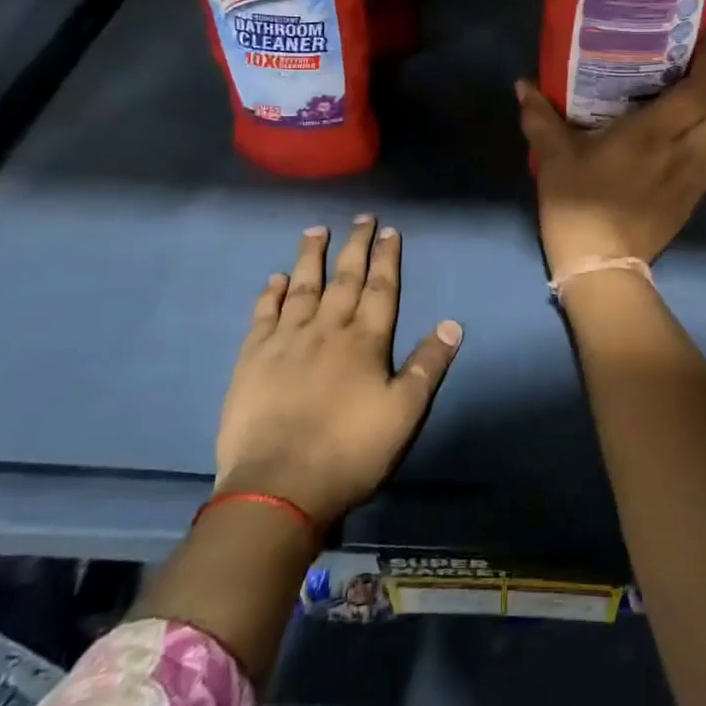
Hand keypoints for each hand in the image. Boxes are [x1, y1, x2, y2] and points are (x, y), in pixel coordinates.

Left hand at [214, 218, 462, 524]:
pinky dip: (271, 294)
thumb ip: (428, 366)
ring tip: (316, 230)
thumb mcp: (404, 413)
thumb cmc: (350, 452)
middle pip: (343, 279)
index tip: (389, 231)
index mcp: (365, 341)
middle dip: (355, 246)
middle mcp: (327, 330)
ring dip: (310, 257)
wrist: (279, 487)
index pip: (380, 289)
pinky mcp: (253, 359)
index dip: (386, 258)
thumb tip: (452, 323)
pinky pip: (264, 315)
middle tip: (361, 218)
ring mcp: (286, 342)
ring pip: (302, 288)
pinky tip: (275, 278)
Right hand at [517, 35, 705, 275]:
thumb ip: (540, 116)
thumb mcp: (553, 156)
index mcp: (655, 133)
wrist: (601, 266)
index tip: (700, 42)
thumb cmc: (578, 204)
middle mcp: (686, 151)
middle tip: (705, 68)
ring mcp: (696, 178)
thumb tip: (522, 84)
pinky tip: (697, 136)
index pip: (701, 89)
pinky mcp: (695, 199)